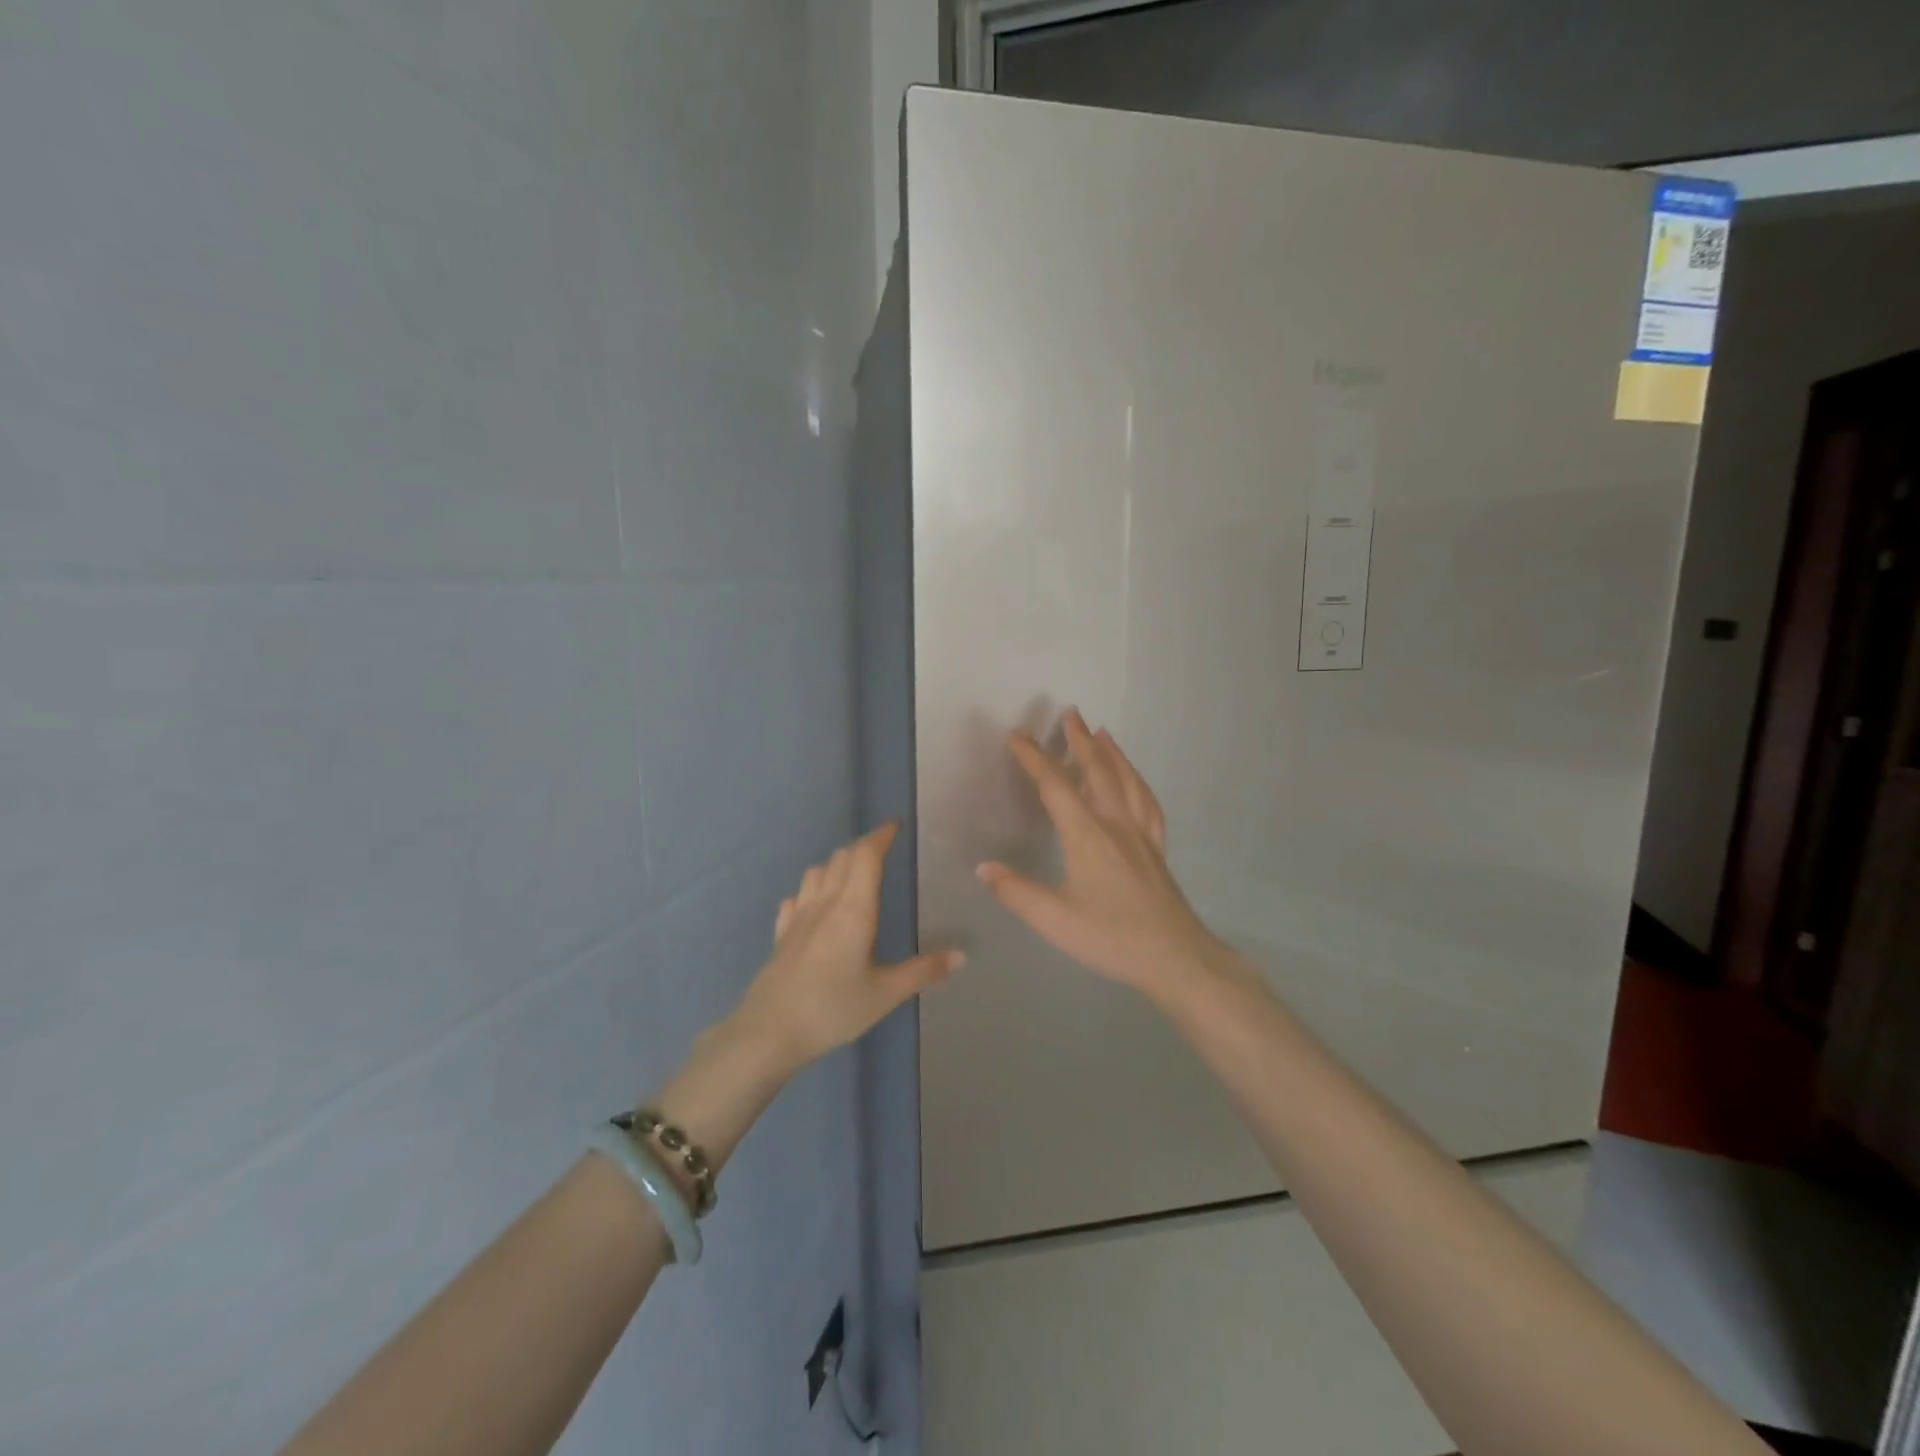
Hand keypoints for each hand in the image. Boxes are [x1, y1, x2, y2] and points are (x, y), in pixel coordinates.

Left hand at [731, 822, 962, 1071]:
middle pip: (842, 858)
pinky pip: (796, 898)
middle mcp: (825, 903)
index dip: (881, 836)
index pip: (867, 856)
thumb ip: (923, 972)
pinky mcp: (781, 934)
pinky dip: (810, 890)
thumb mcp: (885, 994)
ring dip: (836, 864)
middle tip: (882, 849)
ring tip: (852, 873)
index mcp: (854, 909)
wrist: (769, 1032)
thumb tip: (962, 956)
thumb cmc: (833, 1009)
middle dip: (863, 847)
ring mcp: (798, 917)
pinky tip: (814, 905)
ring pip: (816, 872)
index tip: (895, 826)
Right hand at [976, 708, 1231, 1001]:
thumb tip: (983, 867)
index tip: (1018, 737)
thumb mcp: (1054, 920)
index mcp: (1087, 835)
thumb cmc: (1111, 937)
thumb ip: (1016, 891)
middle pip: (1097, 771)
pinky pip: (1148, 803)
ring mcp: (1142, 834)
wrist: (1175, 957)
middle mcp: (1115, 824)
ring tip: (1103, 732)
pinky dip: (1138, 782)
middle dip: (1081, 740)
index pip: (1055, 786)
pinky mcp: (1157, 849)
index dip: (1034, 758)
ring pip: (1127, 781)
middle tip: (1071, 713)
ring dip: (1112, 753)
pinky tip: (1136, 781)